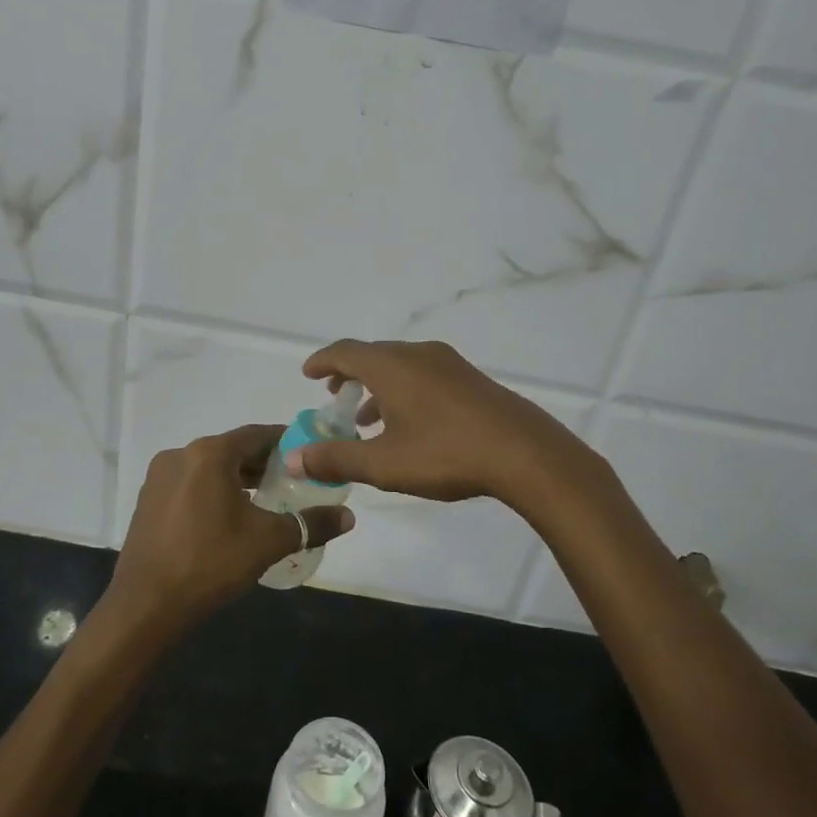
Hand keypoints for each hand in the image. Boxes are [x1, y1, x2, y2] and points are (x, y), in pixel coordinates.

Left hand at [105, 425, 354, 636]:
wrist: (146, 606)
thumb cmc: (210, 563)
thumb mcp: (268, 541)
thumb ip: (311, 524)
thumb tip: (349, 517)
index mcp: (209, 453)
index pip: (257, 435)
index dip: (287, 442)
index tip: (309, 454)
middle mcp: (180, 455)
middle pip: (233, 450)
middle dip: (264, 464)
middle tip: (294, 482)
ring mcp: (159, 478)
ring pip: (210, 468)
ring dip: (238, 479)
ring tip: (267, 501)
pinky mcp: (148, 501)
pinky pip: (190, 485)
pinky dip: (214, 492)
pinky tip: (230, 518)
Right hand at [288, 340, 602, 508]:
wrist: (524, 453)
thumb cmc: (446, 453)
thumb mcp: (383, 463)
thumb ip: (336, 458)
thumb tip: (293, 457)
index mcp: (391, 366)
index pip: (345, 352)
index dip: (323, 362)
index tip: (308, 374)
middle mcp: (417, 354)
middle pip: (373, 355)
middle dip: (349, 375)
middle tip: (334, 398)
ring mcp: (448, 364)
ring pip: (400, 366)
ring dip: (377, 387)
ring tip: (366, 419)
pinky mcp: (470, 379)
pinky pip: (422, 375)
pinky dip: (402, 391)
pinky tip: (408, 424)